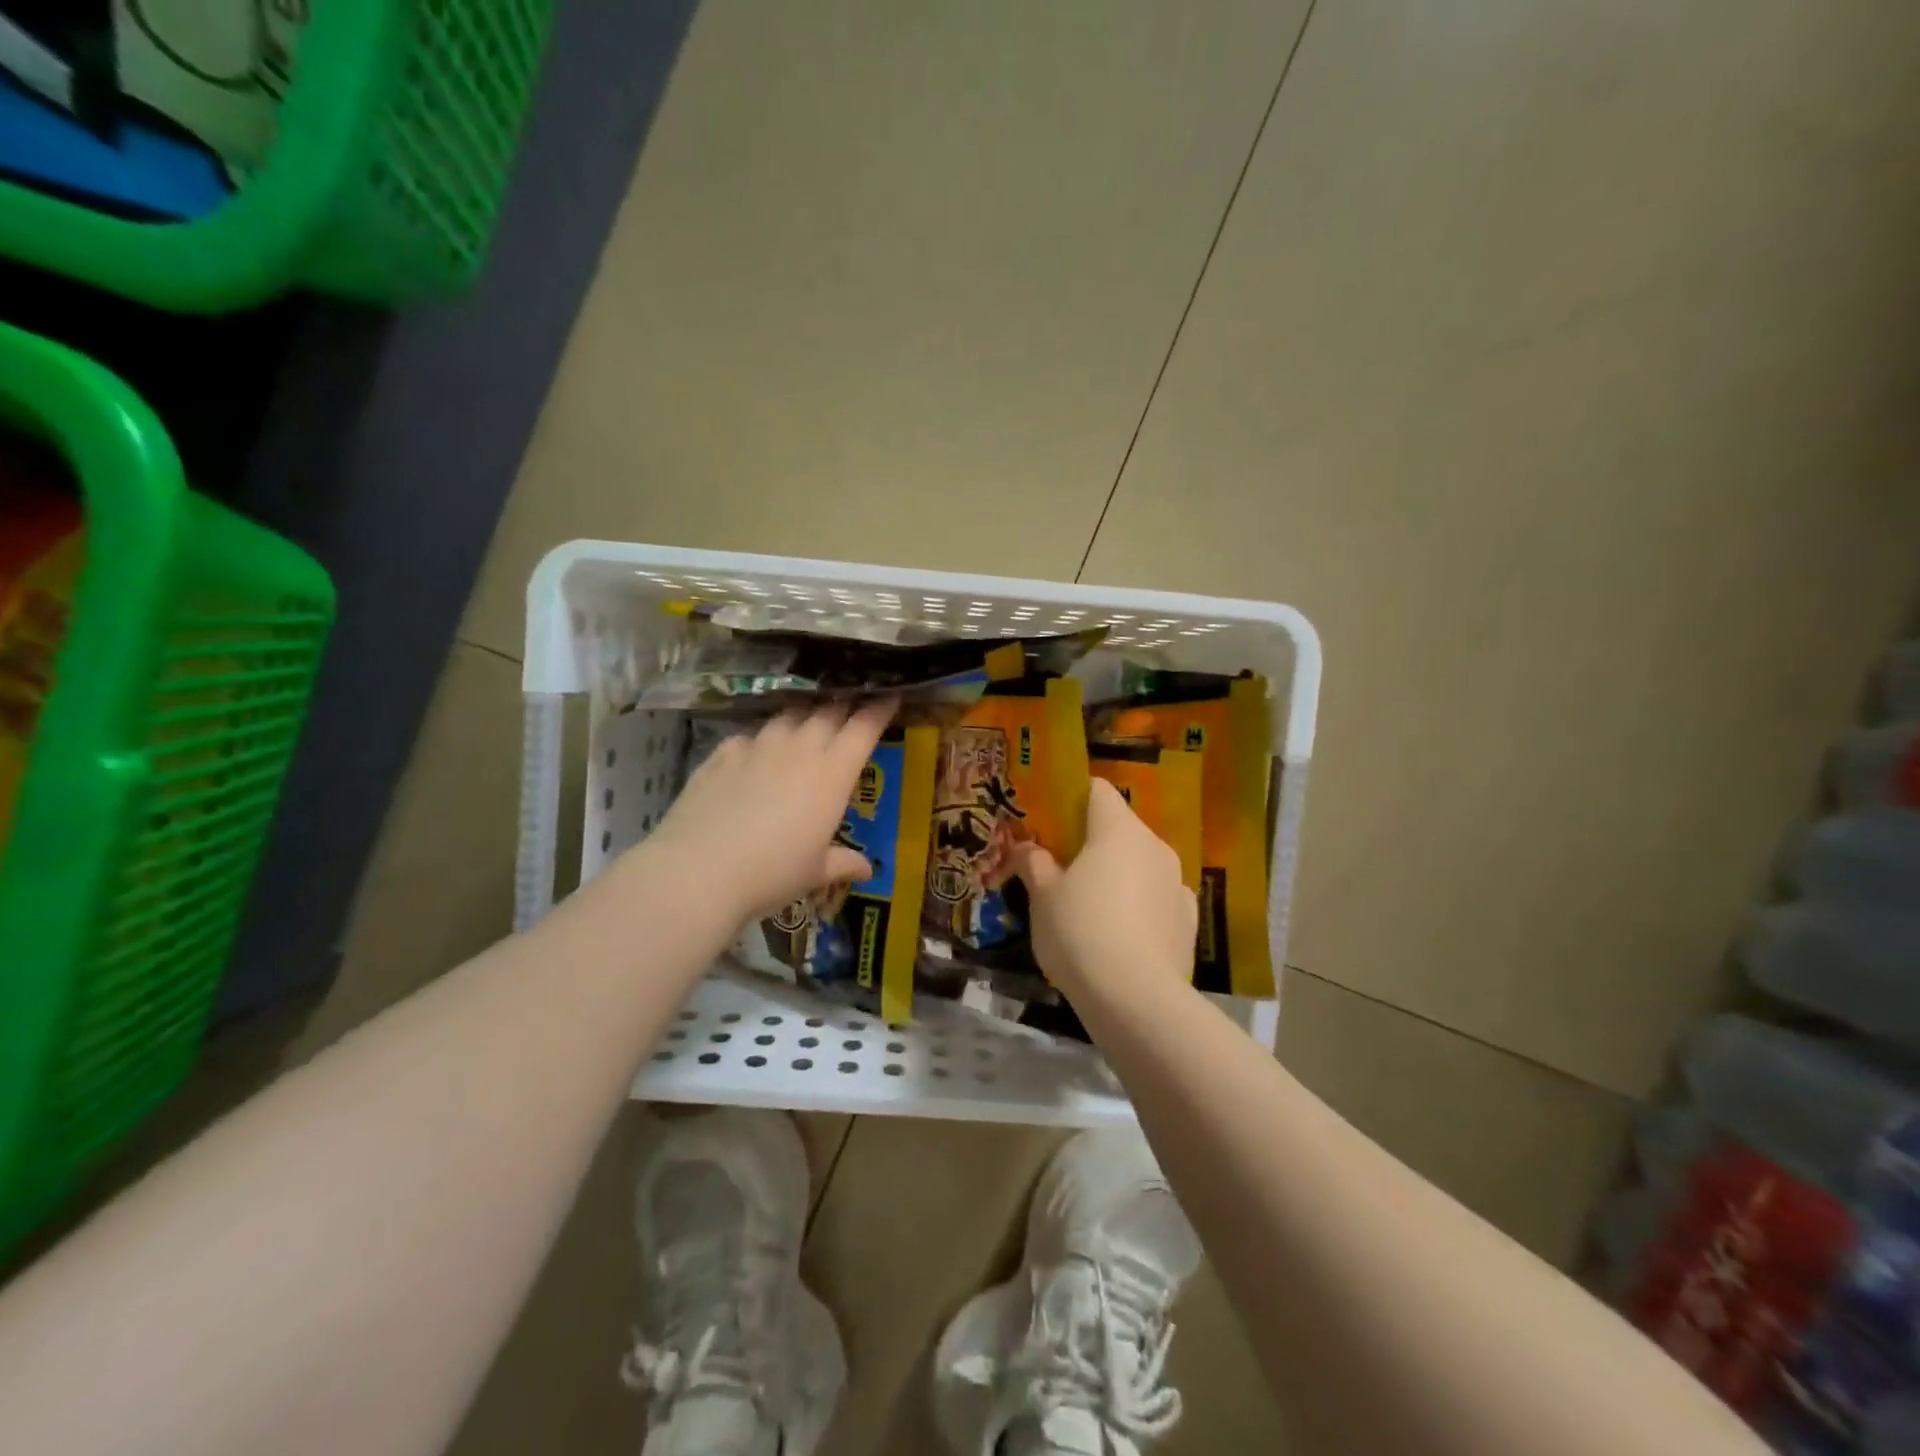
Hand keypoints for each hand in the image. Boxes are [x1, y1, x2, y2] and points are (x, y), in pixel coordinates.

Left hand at [647, 700, 895, 926]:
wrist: (699, 871)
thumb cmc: (771, 873)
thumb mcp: (815, 873)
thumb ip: (843, 862)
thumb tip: (868, 869)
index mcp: (831, 775)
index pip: (863, 728)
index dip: (879, 709)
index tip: (891, 695)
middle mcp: (798, 750)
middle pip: (828, 713)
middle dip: (844, 705)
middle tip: (852, 705)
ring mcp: (757, 748)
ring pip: (788, 717)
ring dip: (803, 716)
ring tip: (806, 723)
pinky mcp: (722, 754)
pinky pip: (749, 736)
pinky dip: (760, 739)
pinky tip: (755, 752)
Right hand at [1011, 779, 1195, 1003]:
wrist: (1136, 999)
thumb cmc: (1081, 932)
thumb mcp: (1043, 897)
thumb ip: (1034, 864)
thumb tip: (1027, 848)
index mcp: (1118, 830)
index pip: (1098, 790)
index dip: (1073, 799)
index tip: (1051, 821)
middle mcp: (1154, 846)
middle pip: (1120, 827)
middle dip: (1092, 841)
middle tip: (1063, 867)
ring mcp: (1177, 882)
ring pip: (1141, 863)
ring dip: (1118, 873)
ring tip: (1091, 905)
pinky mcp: (1189, 919)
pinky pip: (1158, 896)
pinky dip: (1140, 904)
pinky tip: (1122, 932)